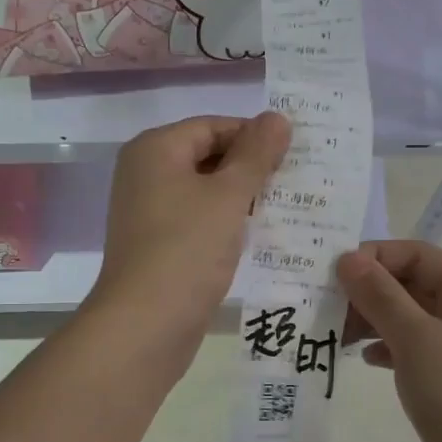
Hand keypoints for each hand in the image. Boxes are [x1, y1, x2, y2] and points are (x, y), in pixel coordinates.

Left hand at [88, 112, 290, 352]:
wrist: (145, 325)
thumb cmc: (187, 249)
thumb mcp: (228, 196)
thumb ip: (255, 154)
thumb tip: (277, 117)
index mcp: (155, 149)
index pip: (213, 126)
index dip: (254, 136)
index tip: (294, 154)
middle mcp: (145, 174)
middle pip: (206, 156)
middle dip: (250, 168)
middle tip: (297, 181)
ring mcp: (147, 212)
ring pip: (204, 192)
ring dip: (241, 199)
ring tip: (286, 208)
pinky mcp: (157, 246)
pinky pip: (197, 222)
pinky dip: (225, 224)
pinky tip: (257, 238)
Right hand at [339, 241, 441, 441]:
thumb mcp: (418, 341)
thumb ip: (380, 296)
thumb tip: (348, 258)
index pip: (417, 255)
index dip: (373, 258)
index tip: (329, 275)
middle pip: (413, 285)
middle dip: (369, 292)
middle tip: (323, 307)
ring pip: (411, 319)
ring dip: (373, 321)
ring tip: (335, 335)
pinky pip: (415, 350)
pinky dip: (388, 349)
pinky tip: (364, 360)